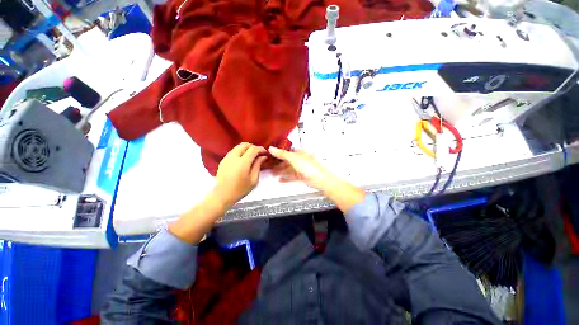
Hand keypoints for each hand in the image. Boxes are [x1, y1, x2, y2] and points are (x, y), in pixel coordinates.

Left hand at [213, 142, 267, 207]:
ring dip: (246, 148)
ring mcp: (227, 157)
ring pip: (238, 147)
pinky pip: (233, 151)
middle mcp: (234, 157)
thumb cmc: (240, 189)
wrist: (222, 195)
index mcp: (243, 163)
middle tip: (258, 153)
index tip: (265, 152)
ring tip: (251, 156)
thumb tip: (263, 157)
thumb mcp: (254, 179)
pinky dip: (240, 151)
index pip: (253, 149)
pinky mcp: (223, 160)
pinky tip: (243, 159)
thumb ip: (258, 166)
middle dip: (253, 146)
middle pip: (244, 145)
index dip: (260, 149)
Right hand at [269, 147, 338, 191]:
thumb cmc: (310, 167)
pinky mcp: (301, 176)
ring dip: (280, 171)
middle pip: (286, 162)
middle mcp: (300, 160)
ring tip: (272, 173)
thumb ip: (282, 154)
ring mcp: (300, 168)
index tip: (270, 156)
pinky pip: (291, 176)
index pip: (286, 152)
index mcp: (298, 153)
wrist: (319, 179)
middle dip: (278, 164)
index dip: (278, 154)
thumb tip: (272, 148)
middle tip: (270, 167)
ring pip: (288, 169)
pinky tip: (280, 179)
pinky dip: (285, 178)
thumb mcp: (293, 158)